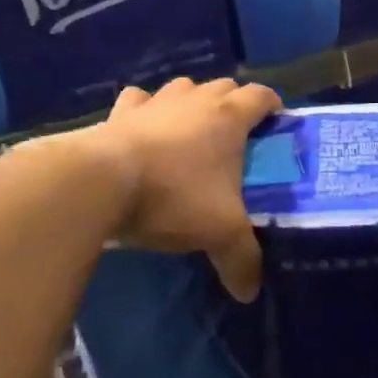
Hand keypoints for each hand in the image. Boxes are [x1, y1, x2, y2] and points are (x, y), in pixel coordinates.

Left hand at [94, 76, 281, 301]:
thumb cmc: (173, 197)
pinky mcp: (120, 112)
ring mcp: (156, 102)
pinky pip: (139, 100)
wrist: (101, 183)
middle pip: (224, 87)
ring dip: (193, 102)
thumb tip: (251, 291)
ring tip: (191, 131)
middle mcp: (196, 100)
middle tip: (236, 137)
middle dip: (235, 104)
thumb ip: (242, 260)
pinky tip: (143, 129)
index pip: (261, 95)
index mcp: (228, 118)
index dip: (273, 106)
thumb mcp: (220, 233)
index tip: (276, 125)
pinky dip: (146, 110)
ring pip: (184, 87)